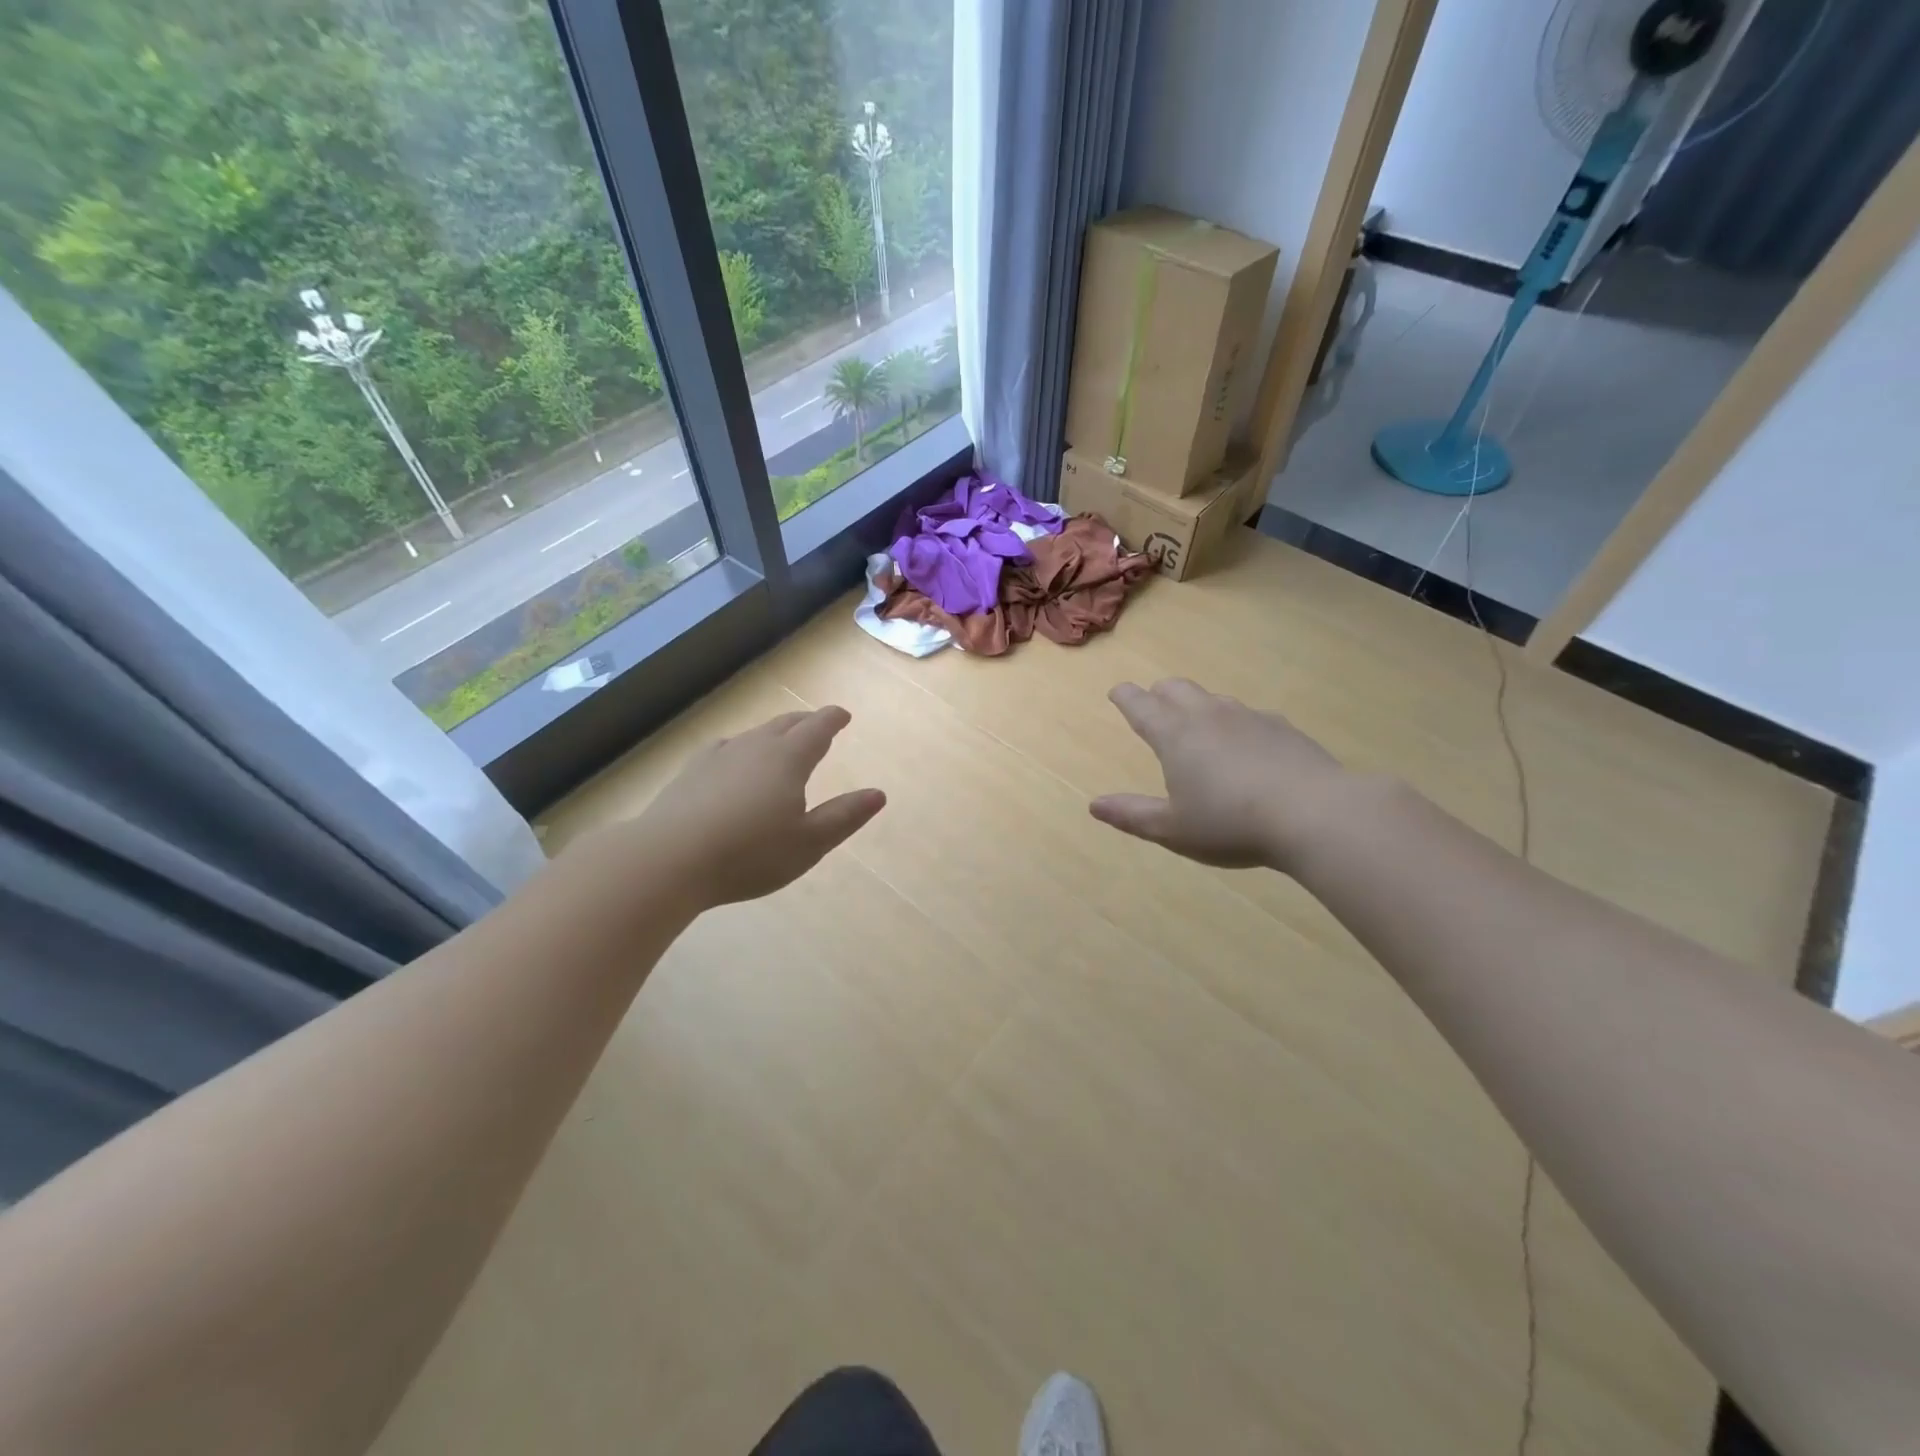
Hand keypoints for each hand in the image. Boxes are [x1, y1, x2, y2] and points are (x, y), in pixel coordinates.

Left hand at [580, 707, 885, 912]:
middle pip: (784, 724)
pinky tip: (731, 759)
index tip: (842, 715)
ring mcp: (718, 757)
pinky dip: (739, 748)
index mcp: (788, 760)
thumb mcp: (808, 843)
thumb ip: (844, 817)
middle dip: (805, 722)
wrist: (668, 859)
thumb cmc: (749, 854)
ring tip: (780, 741)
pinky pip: (724, 749)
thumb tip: (878, 794)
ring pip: (753, 735)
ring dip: (773, 733)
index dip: (832, 719)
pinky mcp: (690, 773)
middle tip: (817, 723)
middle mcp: (754, 748)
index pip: (816, 729)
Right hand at [1090, 680, 1353, 871]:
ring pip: (1213, 698)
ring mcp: (1248, 717)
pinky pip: (1248, 715)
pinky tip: (1246, 745)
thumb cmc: (1231, 824)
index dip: (1126, 697)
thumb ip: (1132, 815)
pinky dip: (1235, 723)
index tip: (1118, 691)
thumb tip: (1094, 804)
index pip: (1141, 705)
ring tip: (1198, 726)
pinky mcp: (1282, 727)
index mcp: (1175, 735)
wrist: (1315, 814)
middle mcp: (1208, 715)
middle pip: (1176, 688)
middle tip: (1154, 705)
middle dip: (1160, 694)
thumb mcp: (1173, 829)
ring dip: (1197, 705)